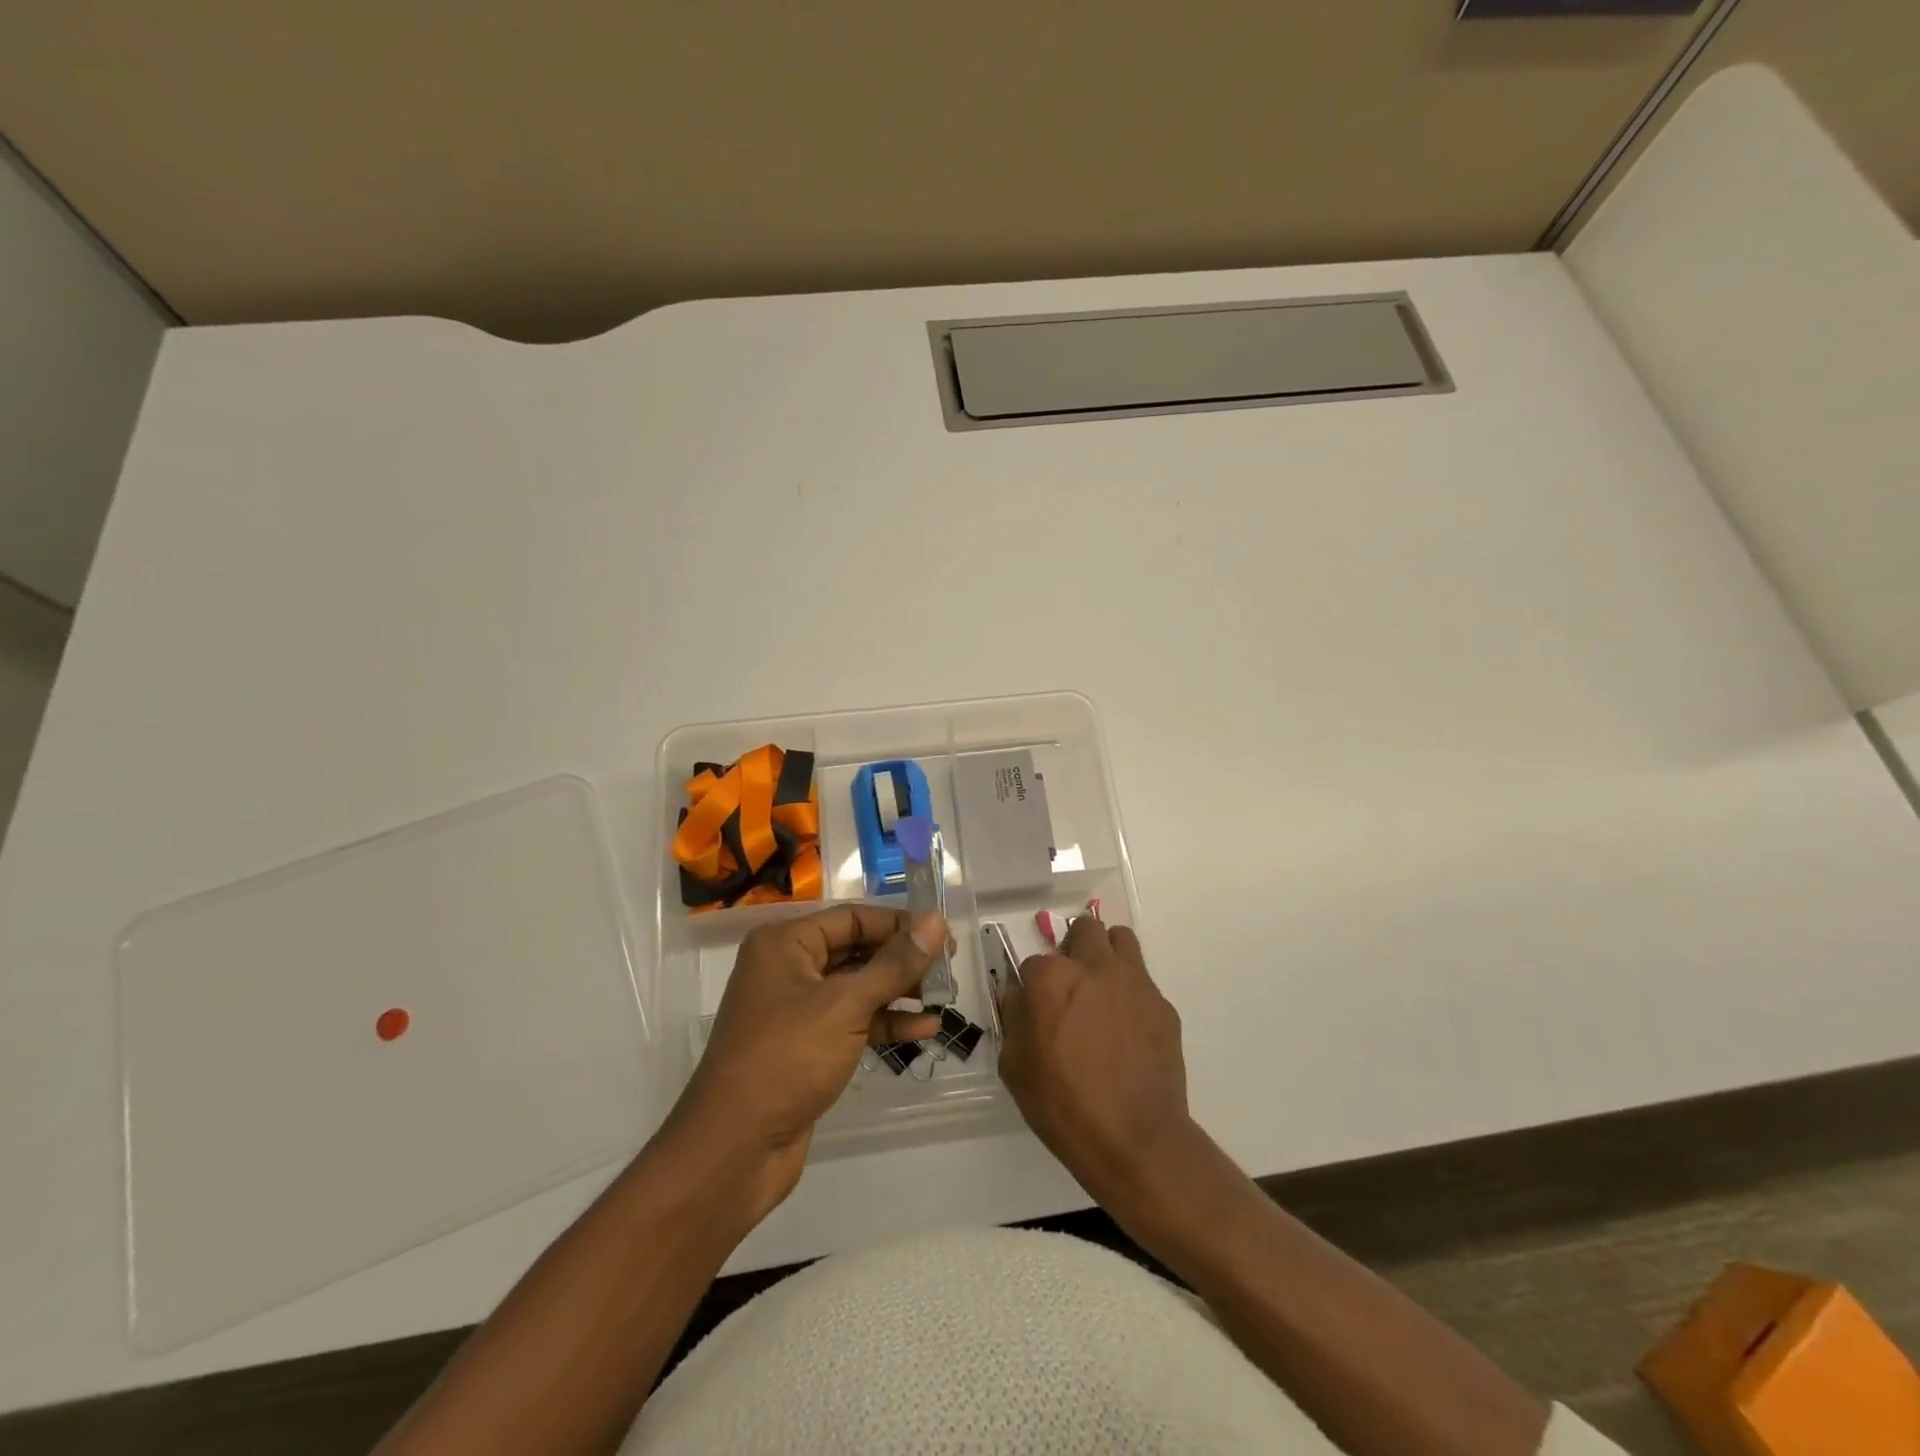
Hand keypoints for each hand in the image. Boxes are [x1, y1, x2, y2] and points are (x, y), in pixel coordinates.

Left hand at [668, 905, 945, 1217]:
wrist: (734, 1151)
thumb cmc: (786, 1059)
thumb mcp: (845, 1005)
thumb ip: (894, 964)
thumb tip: (936, 922)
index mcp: (785, 944)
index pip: (853, 918)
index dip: (899, 924)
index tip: (943, 936)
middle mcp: (788, 968)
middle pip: (857, 950)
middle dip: (903, 960)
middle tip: (949, 969)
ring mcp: (797, 1010)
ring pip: (858, 988)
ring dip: (900, 992)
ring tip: (946, 998)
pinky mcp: (808, 1047)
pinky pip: (854, 1022)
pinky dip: (886, 1024)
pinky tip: (925, 1029)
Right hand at [997, 917, 1195, 1206]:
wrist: (1136, 1140)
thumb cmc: (1064, 1106)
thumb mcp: (1016, 1068)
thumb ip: (1013, 1020)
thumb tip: (1018, 997)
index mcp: (1052, 979)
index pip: (1034, 963)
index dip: (1033, 988)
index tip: (1036, 1011)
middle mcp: (1094, 967)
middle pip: (1084, 930)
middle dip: (1074, 950)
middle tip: (1071, 986)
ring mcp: (1133, 982)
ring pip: (1120, 940)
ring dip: (1107, 955)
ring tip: (1103, 991)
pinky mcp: (1162, 1004)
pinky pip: (1143, 981)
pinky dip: (1132, 994)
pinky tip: (1128, 1030)